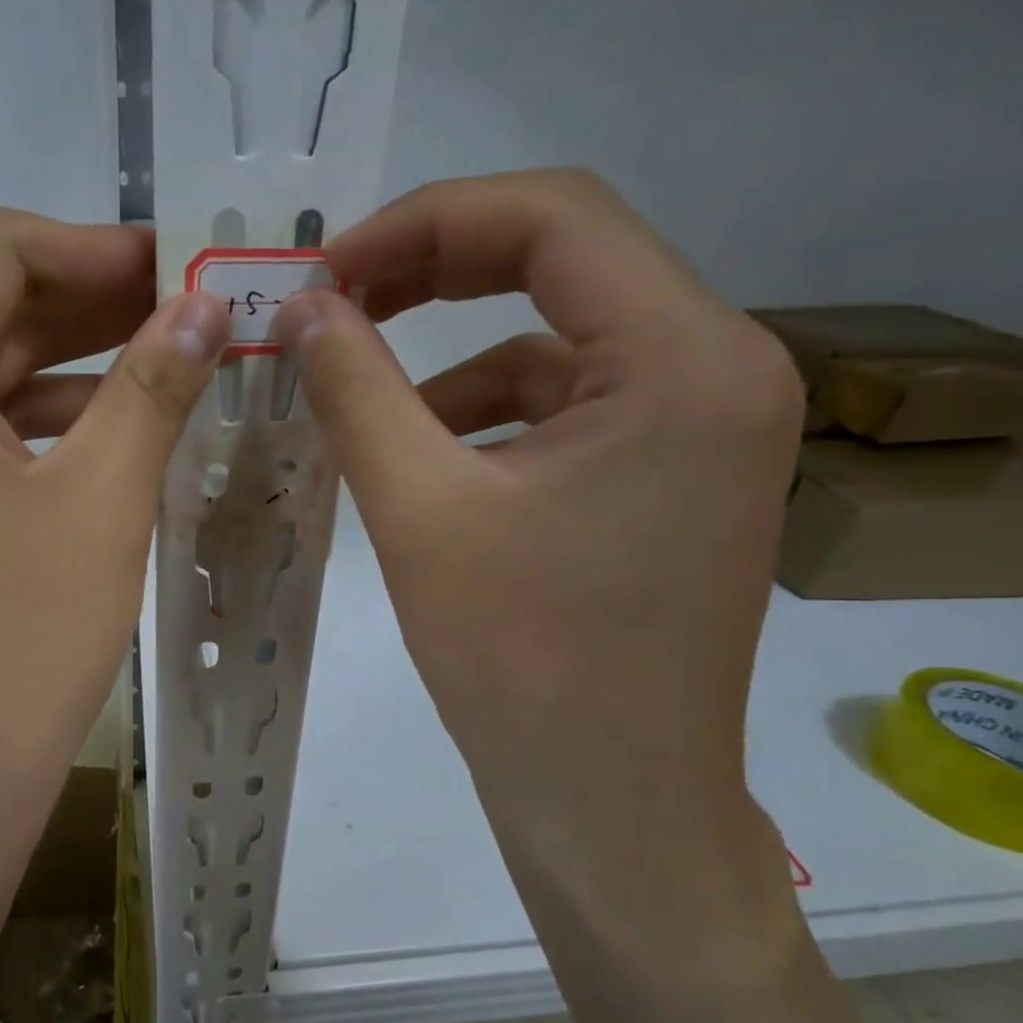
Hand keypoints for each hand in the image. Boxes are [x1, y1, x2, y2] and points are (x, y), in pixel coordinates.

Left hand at [0, 209, 229, 838]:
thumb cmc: (11, 646)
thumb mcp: (99, 503)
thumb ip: (152, 387)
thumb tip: (204, 306)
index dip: (95, 246)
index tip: (181, 268)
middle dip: (93, 306)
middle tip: (194, 317)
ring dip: (74, 373)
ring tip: (171, 378)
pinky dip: (40, 435)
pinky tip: (110, 452)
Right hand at [278, 171, 805, 955]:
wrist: (609, 804)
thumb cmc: (521, 664)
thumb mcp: (418, 511)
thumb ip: (356, 389)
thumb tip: (303, 307)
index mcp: (684, 360)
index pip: (554, 217)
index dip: (425, 222)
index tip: (329, 269)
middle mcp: (720, 369)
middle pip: (564, 260)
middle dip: (435, 268)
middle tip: (334, 300)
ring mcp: (703, 424)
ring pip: (559, 335)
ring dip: (454, 347)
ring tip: (361, 381)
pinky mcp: (670, 472)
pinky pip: (567, 401)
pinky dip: (486, 406)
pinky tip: (422, 449)